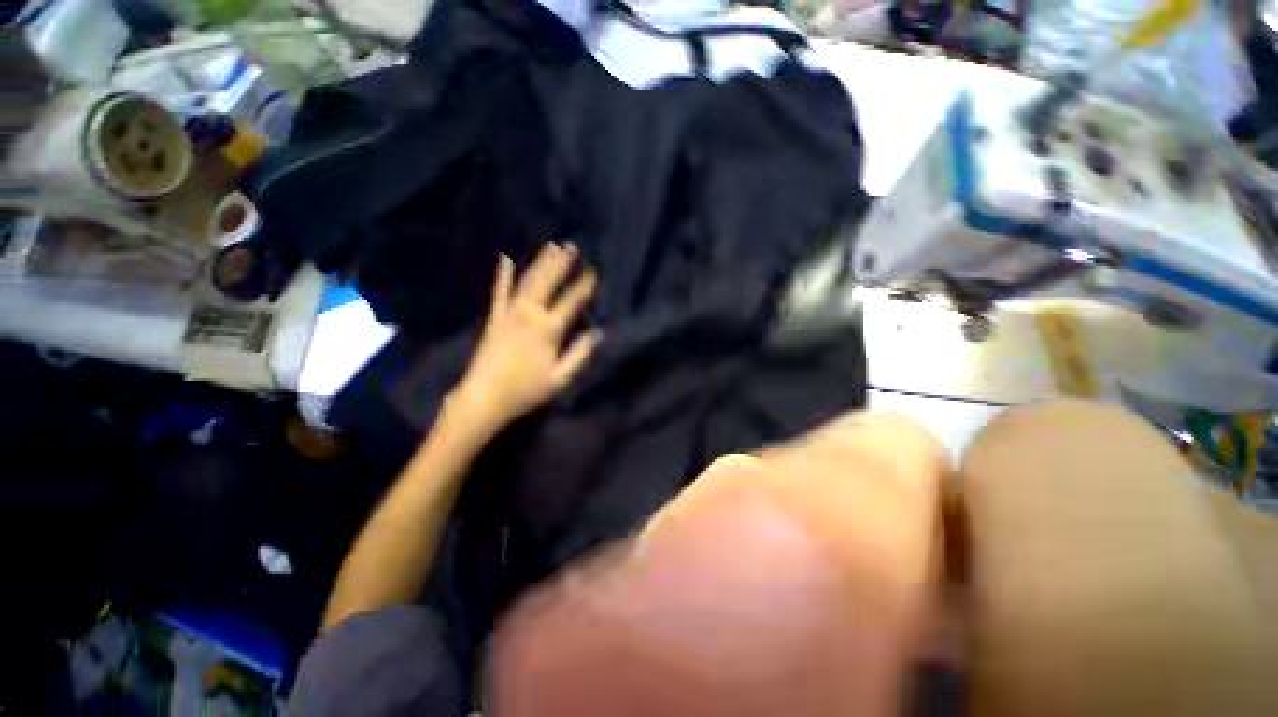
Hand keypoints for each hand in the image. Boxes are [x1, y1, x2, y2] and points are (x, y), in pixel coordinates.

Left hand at [449, 243, 601, 432]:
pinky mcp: (494, 318)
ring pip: (527, 281)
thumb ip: (580, 353)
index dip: (583, 286)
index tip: (593, 271)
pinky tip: (505, 259)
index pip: (571, 302)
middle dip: (561, 263)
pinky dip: (503, 275)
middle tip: (572, 245)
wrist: (484, 397)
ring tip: (551, 246)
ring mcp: (509, 313)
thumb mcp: (560, 378)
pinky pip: (499, 292)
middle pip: (548, 282)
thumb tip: (598, 333)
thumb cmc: (526, 390)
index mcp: (548, 330)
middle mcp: (529, 314)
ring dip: (540, 262)